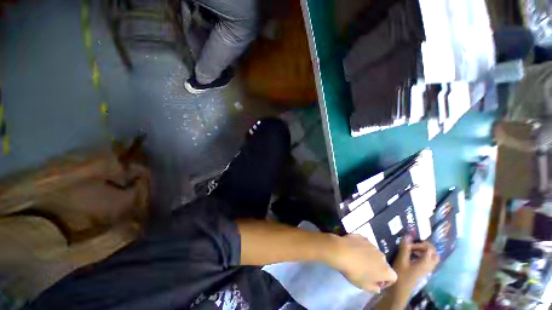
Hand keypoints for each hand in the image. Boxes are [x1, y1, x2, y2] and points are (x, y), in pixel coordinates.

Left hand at [328, 234, 396, 292]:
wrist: (341, 251)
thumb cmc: (354, 272)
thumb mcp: (364, 286)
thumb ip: (374, 288)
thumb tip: (377, 287)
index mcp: (386, 270)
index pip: (393, 277)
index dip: (386, 282)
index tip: (376, 283)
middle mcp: (382, 255)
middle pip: (383, 263)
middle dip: (377, 268)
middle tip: (366, 271)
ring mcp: (372, 244)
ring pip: (373, 253)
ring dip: (369, 257)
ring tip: (357, 259)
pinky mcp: (362, 236)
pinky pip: (364, 243)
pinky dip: (361, 247)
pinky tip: (352, 249)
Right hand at [393, 236, 439, 292]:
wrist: (401, 289)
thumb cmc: (401, 274)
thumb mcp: (401, 259)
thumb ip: (405, 248)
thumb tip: (407, 235)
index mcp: (426, 262)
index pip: (429, 248)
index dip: (419, 243)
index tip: (408, 244)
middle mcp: (430, 265)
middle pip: (434, 252)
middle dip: (425, 245)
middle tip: (413, 244)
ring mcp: (427, 268)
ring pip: (432, 257)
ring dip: (424, 250)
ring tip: (413, 249)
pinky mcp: (423, 271)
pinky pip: (428, 260)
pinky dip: (423, 255)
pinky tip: (413, 255)